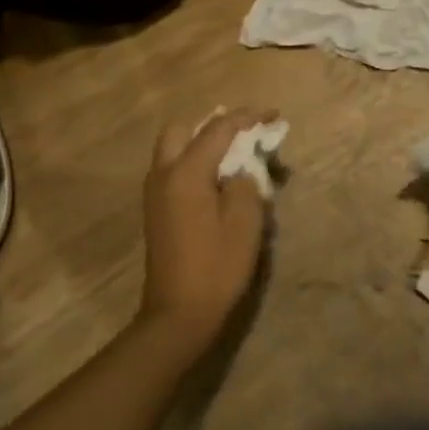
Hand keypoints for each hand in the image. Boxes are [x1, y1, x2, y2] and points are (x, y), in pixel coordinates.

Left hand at [140, 108, 274, 346]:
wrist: (178, 314)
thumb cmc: (217, 266)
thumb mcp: (245, 221)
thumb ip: (246, 182)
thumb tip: (242, 167)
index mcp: (186, 173)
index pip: (219, 129)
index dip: (248, 118)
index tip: (273, 115)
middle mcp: (164, 174)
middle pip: (183, 130)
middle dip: (215, 126)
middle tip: (245, 136)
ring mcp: (155, 193)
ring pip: (174, 149)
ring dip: (203, 144)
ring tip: (236, 157)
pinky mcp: (156, 209)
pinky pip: (173, 169)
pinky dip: (195, 162)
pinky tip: (219, 181)